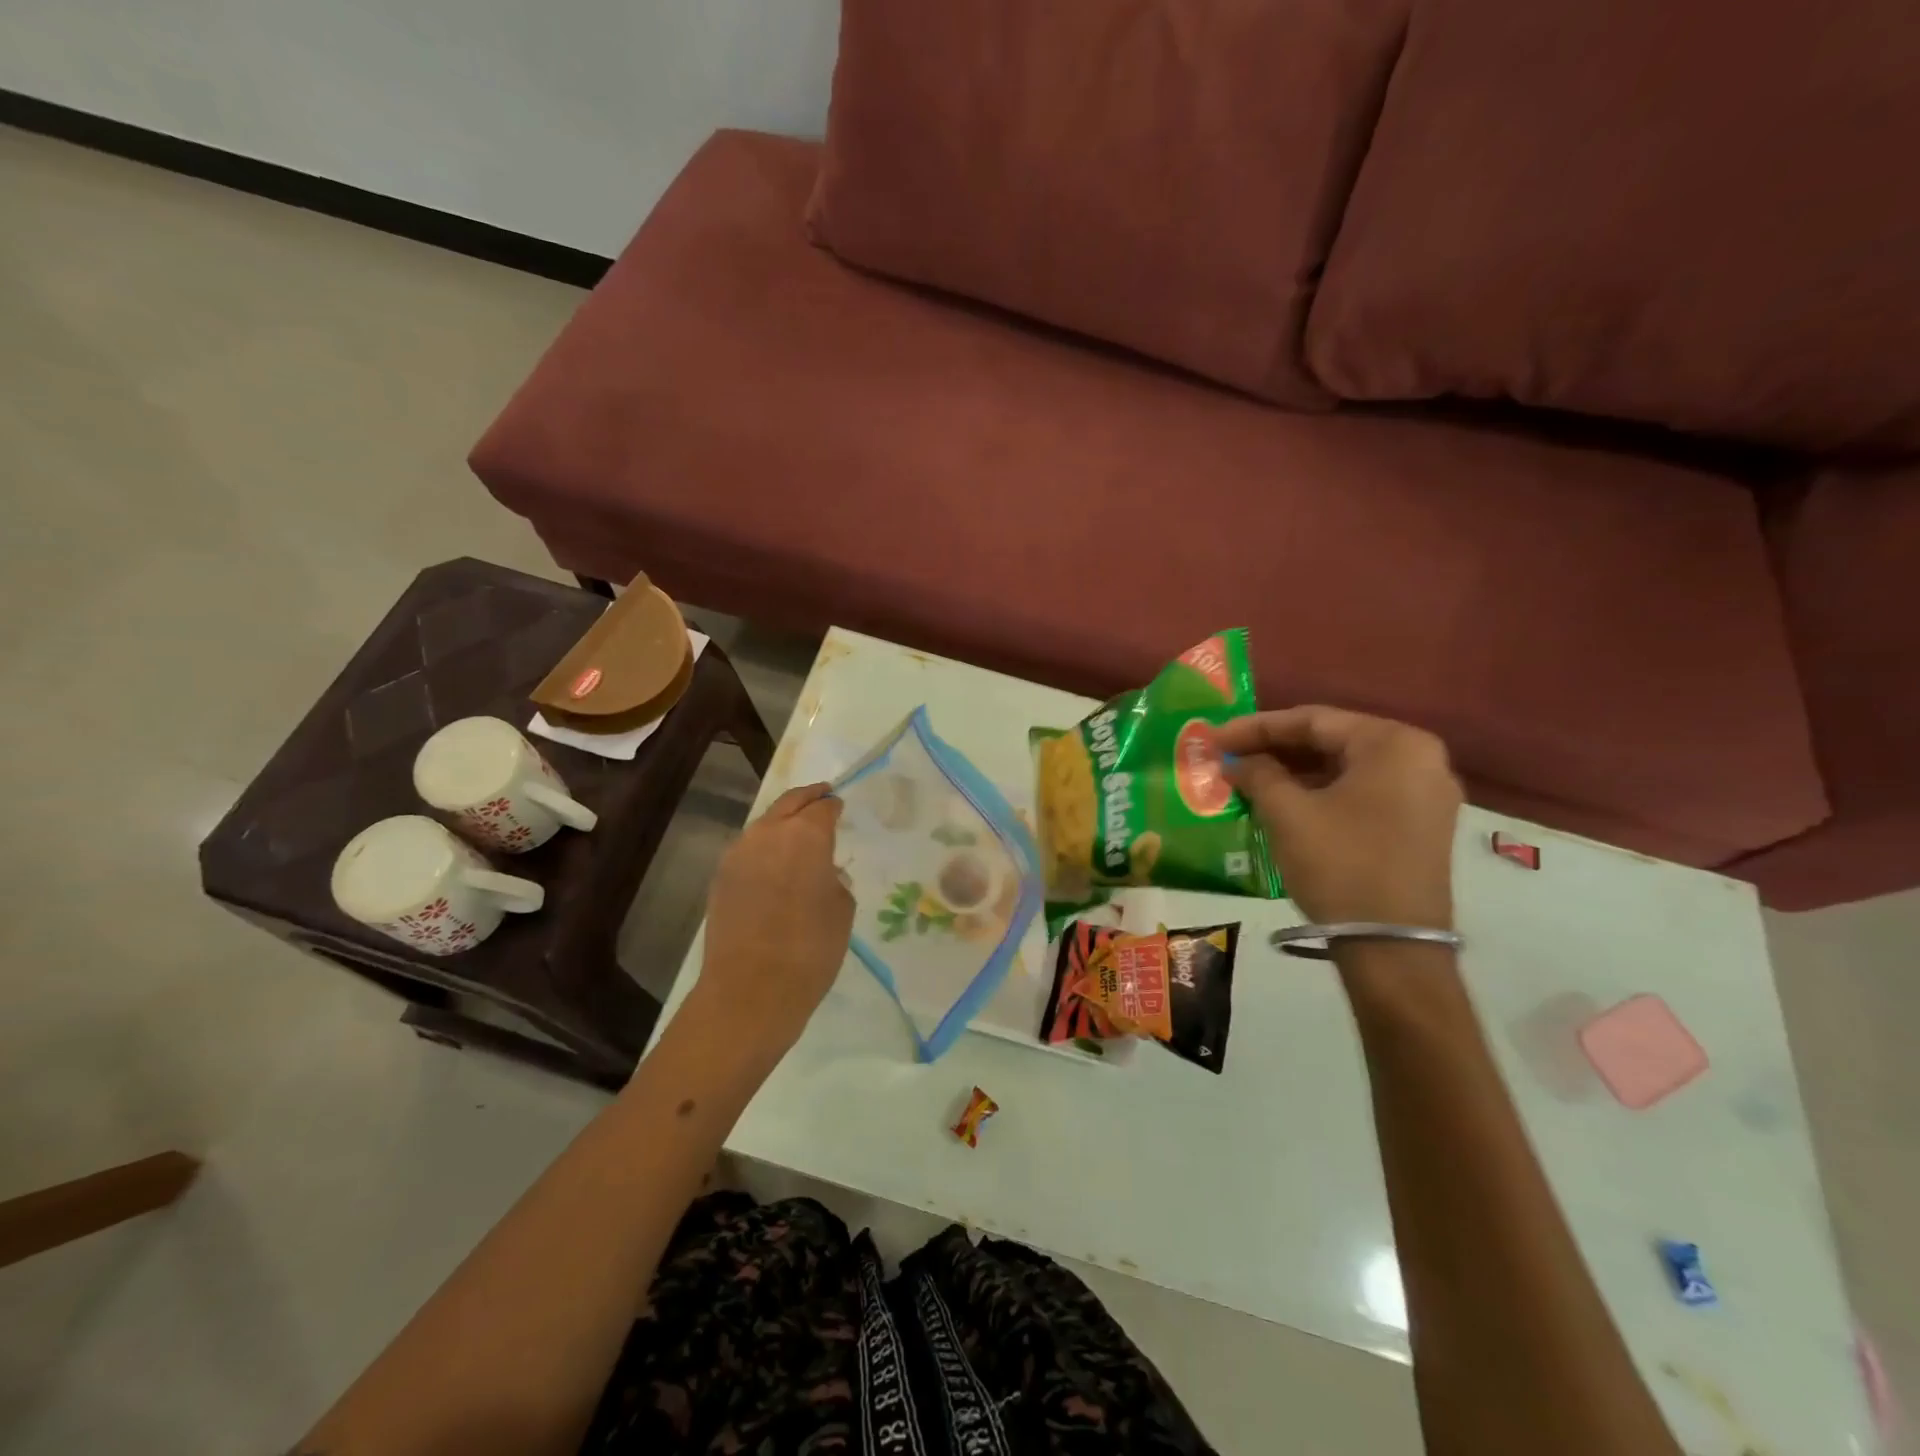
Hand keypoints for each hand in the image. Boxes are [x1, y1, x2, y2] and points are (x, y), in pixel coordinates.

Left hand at [696, 783, 854, 1055]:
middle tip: (822, 796)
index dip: (834, 806)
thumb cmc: (811, 949)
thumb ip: (834, 879)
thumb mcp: (841, 910)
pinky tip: (774, 864)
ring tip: (798, 833)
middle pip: (789, 803)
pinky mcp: (720, 877)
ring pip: (764, 824)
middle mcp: (768, 833)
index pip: (823, 808)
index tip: (840, 806)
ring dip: (782, 822)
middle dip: (808, 797)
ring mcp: (738, 854)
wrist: (750, 990)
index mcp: (806, 835)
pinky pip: (748, 850)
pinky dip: (764, 847)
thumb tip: (822, 873)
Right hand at [1217, 707, 1462, 928]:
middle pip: (1332, 740)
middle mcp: (1419, 758)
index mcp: (1394, 743)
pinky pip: (1360, 791)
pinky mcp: (1419, 824)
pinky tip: (1281, 799)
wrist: (1392, 947)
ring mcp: (1425, 793)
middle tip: (1228, 756)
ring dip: (1294, 771)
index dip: (1256, 727)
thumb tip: (1236, 762)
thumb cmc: (1340, 865)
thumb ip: (1258, 774)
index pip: (1313, 720)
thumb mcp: (1288, 814)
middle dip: (1275, 748)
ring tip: (1247, 778)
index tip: (1214, 738)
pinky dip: (1319, 792)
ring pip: (1345, 767)